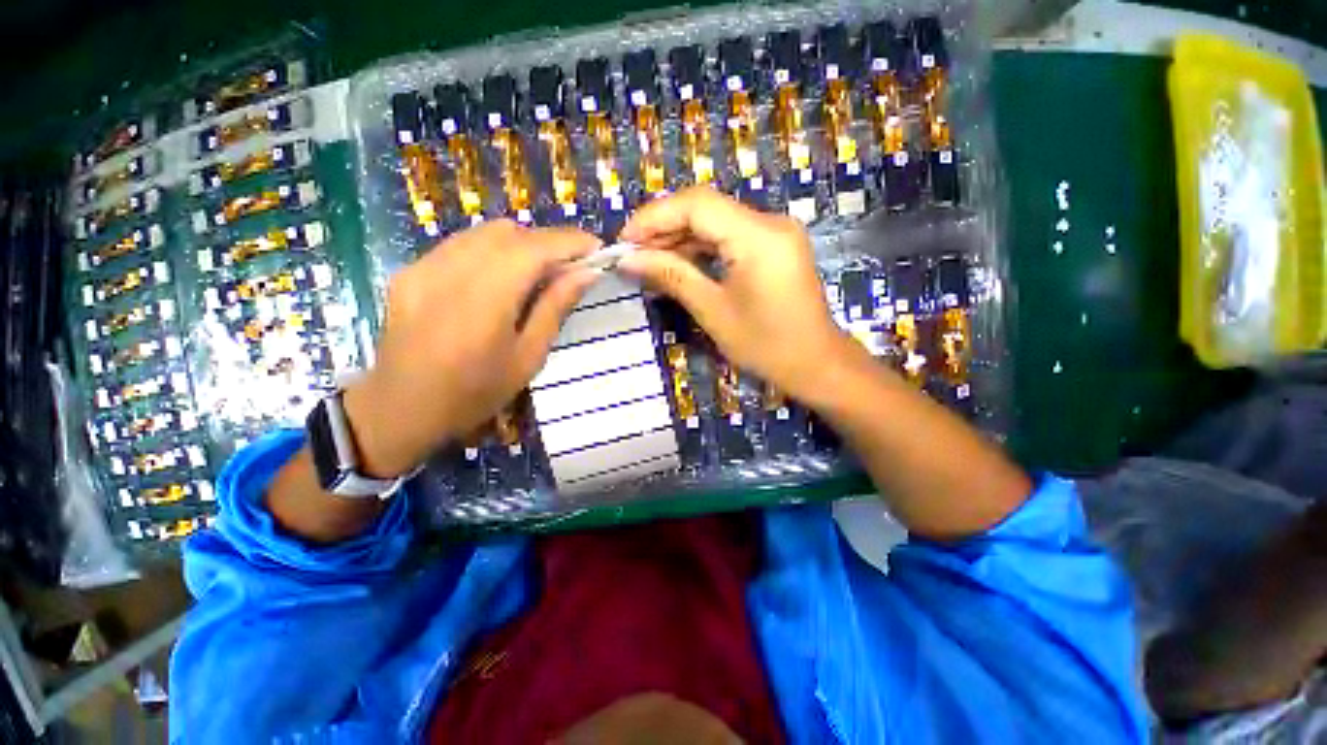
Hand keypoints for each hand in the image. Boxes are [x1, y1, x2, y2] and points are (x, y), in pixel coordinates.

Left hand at [344, 220, 599, 476]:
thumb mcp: (528, 357)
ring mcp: (425, 266)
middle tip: (568, 268)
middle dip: (547, 243)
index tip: (597, 248)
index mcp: (487, 300)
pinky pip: (461, 245)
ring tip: (535, 274)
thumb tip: (587, 273)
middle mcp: (452, 271)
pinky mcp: (410, 270)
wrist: (401, 409)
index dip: (571, 242)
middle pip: (511, 233)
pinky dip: (491, 252)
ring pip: (484, 233)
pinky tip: (497, 280)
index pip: (536, 249)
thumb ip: (556, 307)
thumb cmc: (476, 393)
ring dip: (520, 245)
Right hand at [618, 187, 846, 400]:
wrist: (817, 365)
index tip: (624, 240)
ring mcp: (775, 233)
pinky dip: (702, 249)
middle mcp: (770, 222)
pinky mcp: (775, 247)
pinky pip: (731, 237)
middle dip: (664, 229)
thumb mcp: (713, 311)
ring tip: (648, 261)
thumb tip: (628, 258)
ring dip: (681, 239)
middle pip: (706, 209)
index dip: (654, 217)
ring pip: (717, 223)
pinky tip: (678, 264)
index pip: (696, 204)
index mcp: (758, 236)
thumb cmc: (766, 345)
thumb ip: (671, 275)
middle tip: (632, 254)